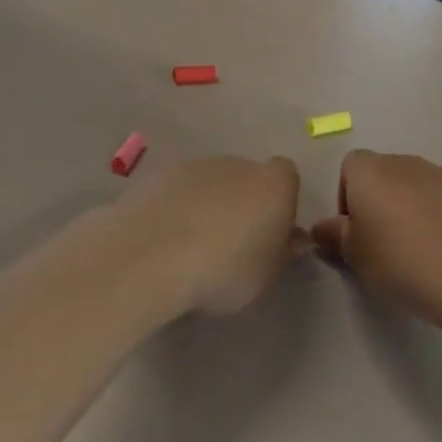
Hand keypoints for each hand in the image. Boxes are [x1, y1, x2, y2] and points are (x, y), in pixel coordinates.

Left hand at [113, 157, 305, 316]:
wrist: (152, 253)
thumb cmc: (224, 269)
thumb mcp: (266, 277)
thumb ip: (281, 254)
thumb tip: (289, 240)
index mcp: (274, 184)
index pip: (287, 178)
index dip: (280, 204)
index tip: (269, 236)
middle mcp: (238, 164)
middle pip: (247, 178)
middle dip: (242, 204)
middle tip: (231, 246)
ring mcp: (196, 166)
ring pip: (211, 184)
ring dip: (207, 206)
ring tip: (192, 248)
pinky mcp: (160, 175)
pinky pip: (179, 192)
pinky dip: (177, 209)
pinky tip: (165, 242)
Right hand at [312, 152, 441, 325]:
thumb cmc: (398, 260)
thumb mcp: (355, 256)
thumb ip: (334, 236)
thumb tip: (322, 228)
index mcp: (368, 170)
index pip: (350, 167)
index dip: (347, 197)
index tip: (354, 232)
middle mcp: (402, 161)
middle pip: (383, 173)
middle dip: (379, 201)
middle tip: (382, 244)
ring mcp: (439, 173)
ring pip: (414, 185)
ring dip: (410, 207)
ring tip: (416, 249)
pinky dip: (438, 215)